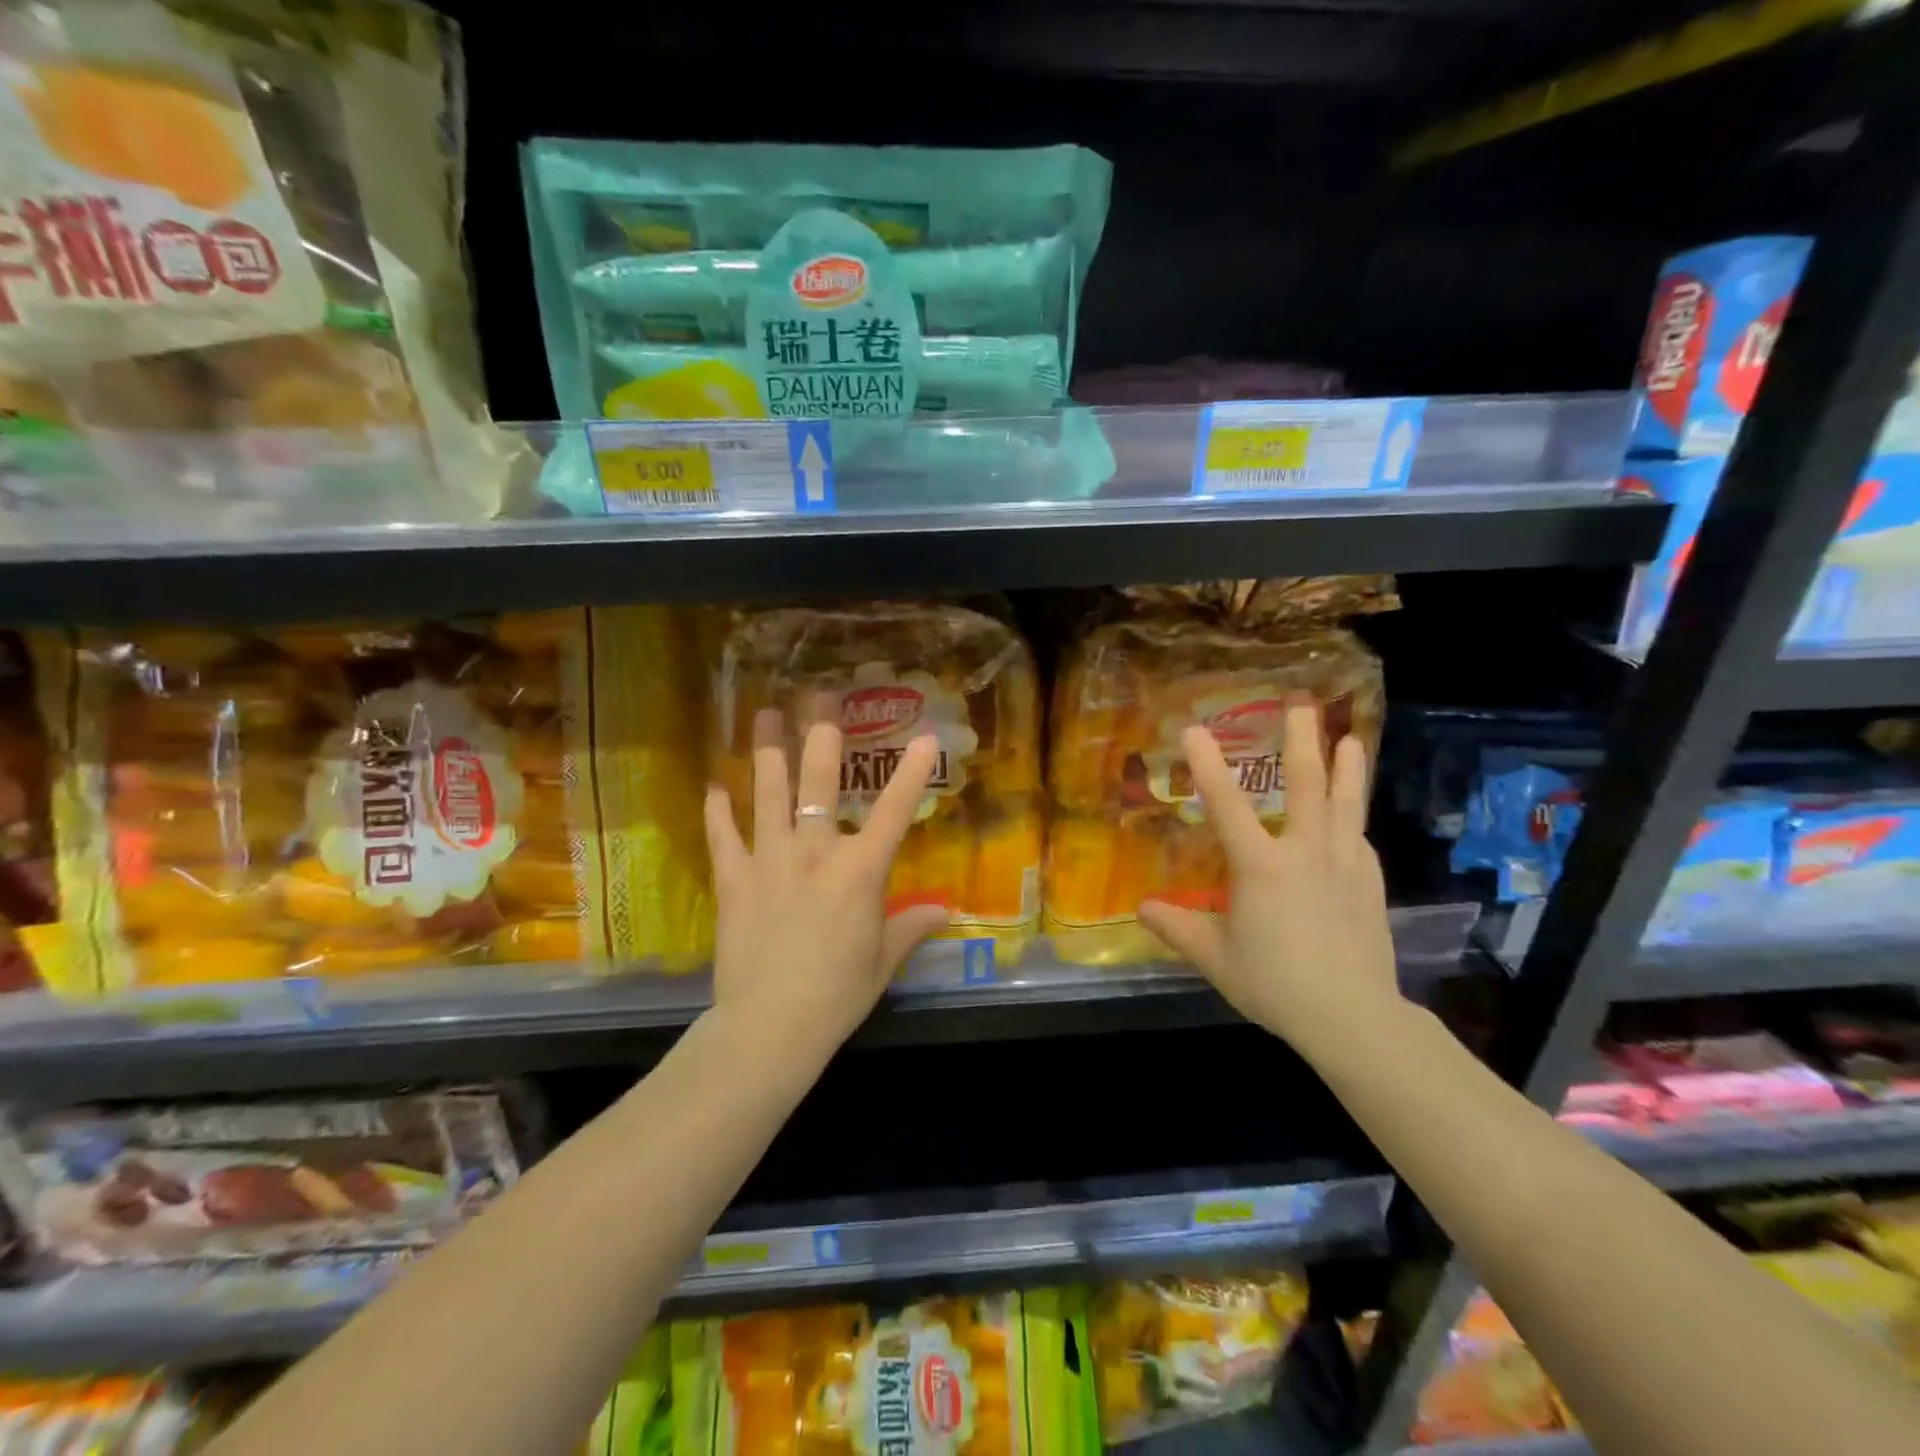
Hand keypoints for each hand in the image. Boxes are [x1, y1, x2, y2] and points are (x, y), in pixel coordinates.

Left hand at [703, 710, 950, 1067]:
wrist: (770, 1028)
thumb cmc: (837, 995)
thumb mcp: (883, 961)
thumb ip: (911, 927)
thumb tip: (944, 911)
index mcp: (859, 872)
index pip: (894, 812)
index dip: (911, 772)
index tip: (924, 737)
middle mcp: (814, 854)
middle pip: (818, 783)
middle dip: (821, 736)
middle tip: (820, 698)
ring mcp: (769, 862)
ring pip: (767, 795)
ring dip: (767, 752)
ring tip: (762, 715)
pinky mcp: (733, 881)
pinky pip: (723, 836)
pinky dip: (718, 811)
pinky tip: (714, 787)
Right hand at [1138, 705, 1400, 1059]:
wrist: (1352, 1017)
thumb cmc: (1275, 984)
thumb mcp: (1215, 958)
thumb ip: (1177, 928)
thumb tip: (1142, 908)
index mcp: (1261, 866)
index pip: (1227, 806)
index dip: (1208, 765)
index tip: (1194, 729)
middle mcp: (1304, 853)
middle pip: (1305, 786)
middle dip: (1301, 741)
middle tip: (1301, 704)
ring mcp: (1344, 866)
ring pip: (1345, 805)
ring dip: (1347, 768)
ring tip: (1350, 737)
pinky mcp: (1369, 885)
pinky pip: (1358, 841)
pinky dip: (1353, 821)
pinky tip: (1353, 819)